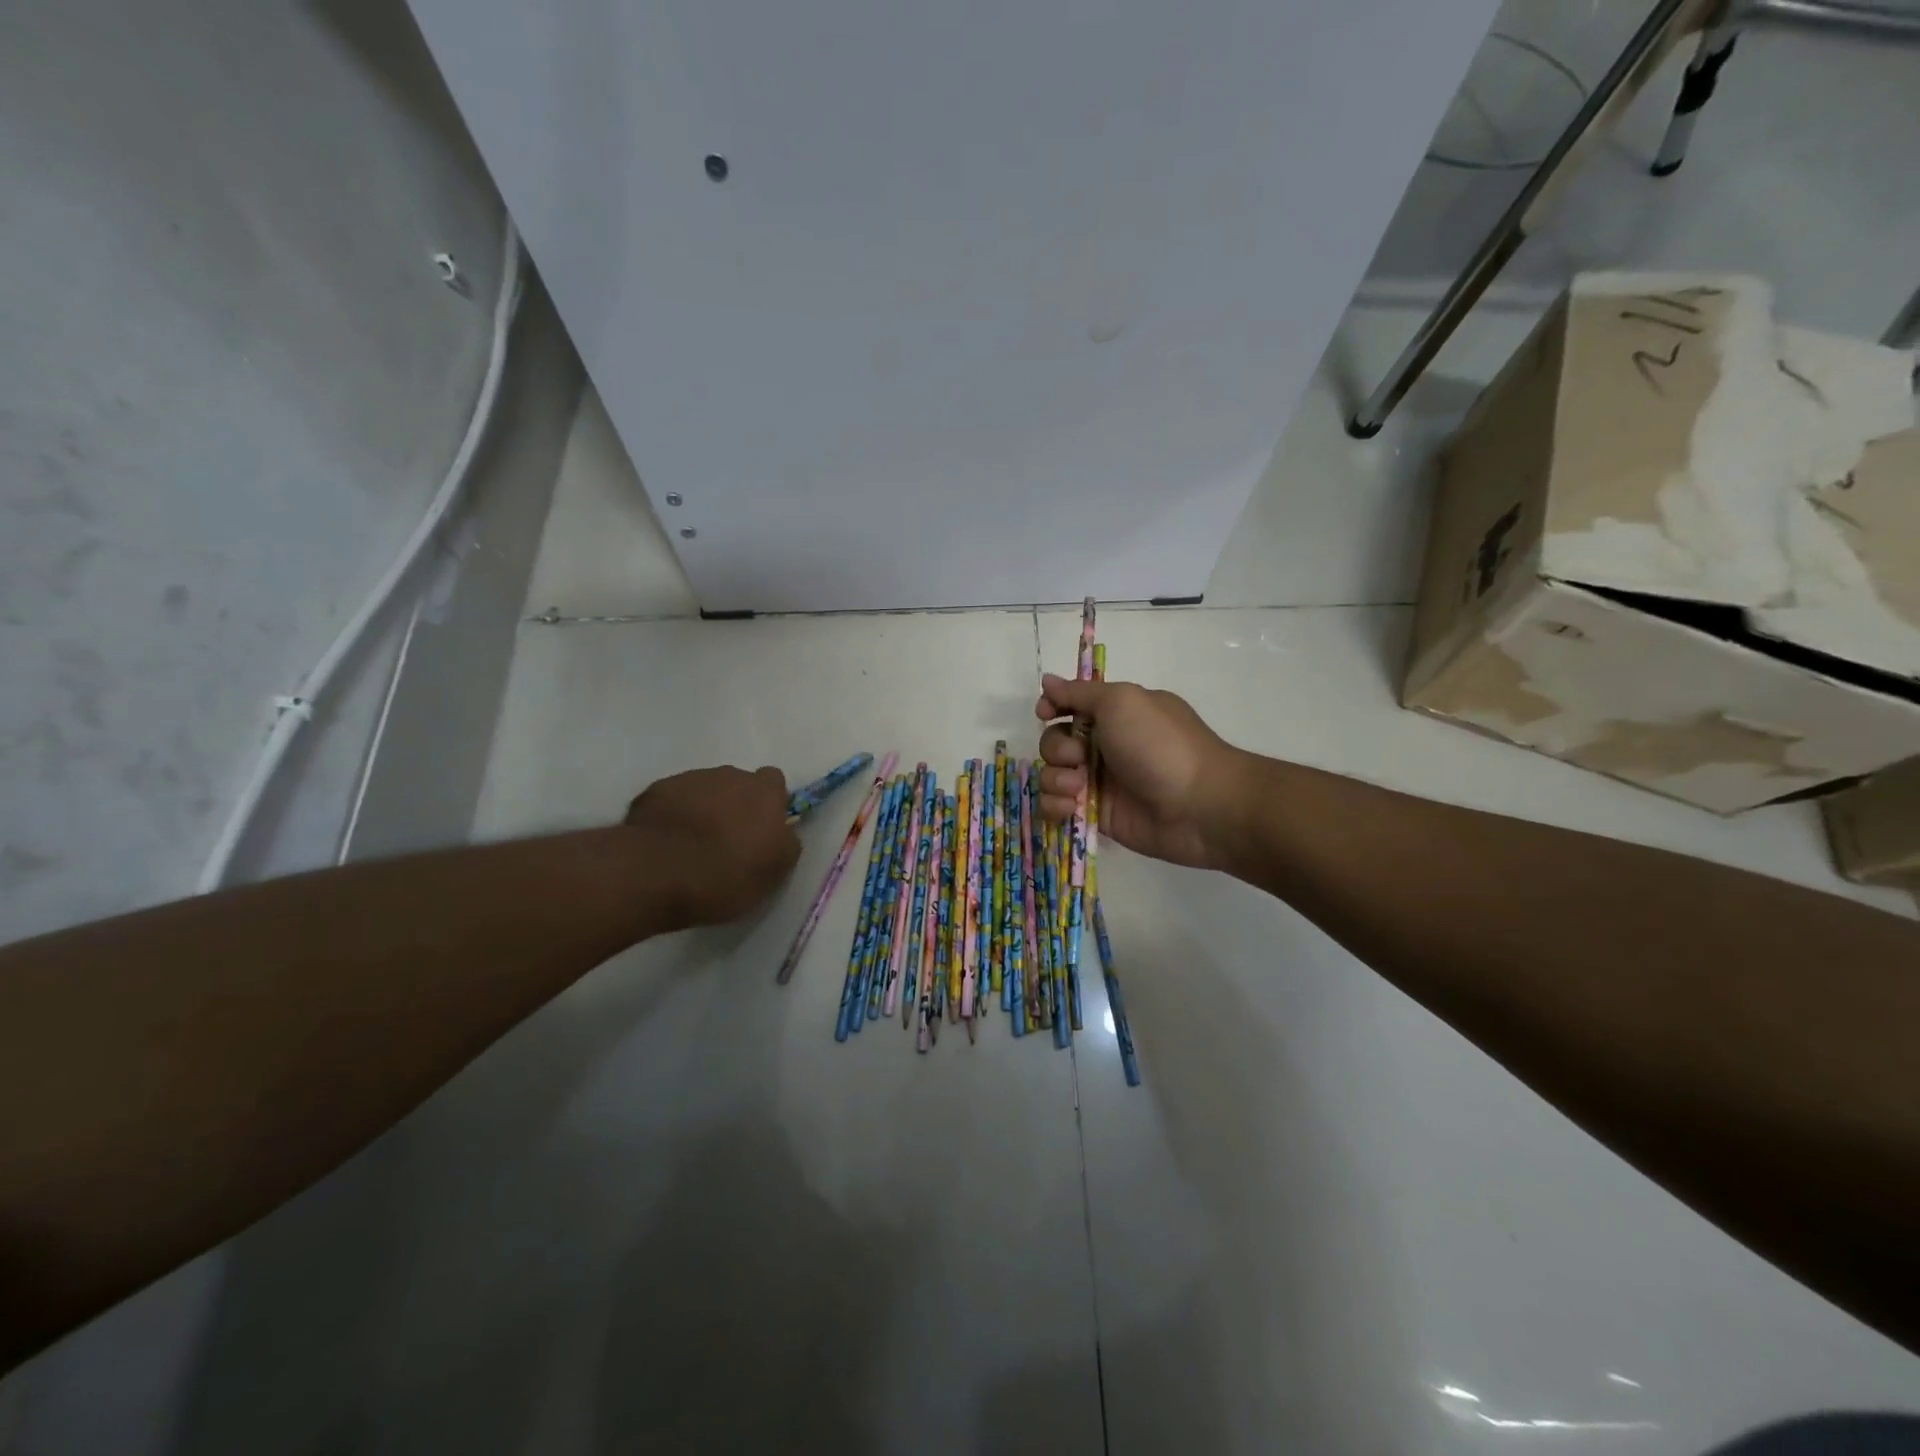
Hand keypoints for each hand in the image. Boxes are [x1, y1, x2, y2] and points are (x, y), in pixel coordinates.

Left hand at [624, 766, 800, 927]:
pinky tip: (665, 845)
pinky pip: (672, 801)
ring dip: (703, 811)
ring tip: (691, 847)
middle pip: (737, 785)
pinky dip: (672, 817)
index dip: (769, 804)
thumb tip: (782, 833)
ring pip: (703, 791)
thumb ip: (785, 843)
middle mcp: (729, 775)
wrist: (656, 873)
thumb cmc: (727, 874)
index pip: (774, 782)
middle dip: (734, 806)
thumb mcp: (775, 870)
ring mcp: (688, 780)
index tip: (761, 830)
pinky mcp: (654, 791)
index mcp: (764, 792)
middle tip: (726, 842)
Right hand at [1035, 675, 1246, 870]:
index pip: (1070, 705)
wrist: (1198, 805)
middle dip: (1057, 749)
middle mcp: (1105, 746)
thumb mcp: (1121, 701)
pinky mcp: (1095, 815)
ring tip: (1078, 789)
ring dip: (1055, 779)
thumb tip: (1047, 681)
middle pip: (1054, 742)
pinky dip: (1055, 807)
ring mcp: (1100, 783)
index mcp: (1115, 714)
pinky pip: (1057, 808)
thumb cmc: (1160, 745)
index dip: (1053, 708)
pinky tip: (1071, 809)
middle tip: (1080, 758)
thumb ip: (1079, 692)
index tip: (1046, 714)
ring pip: (1052, 776)